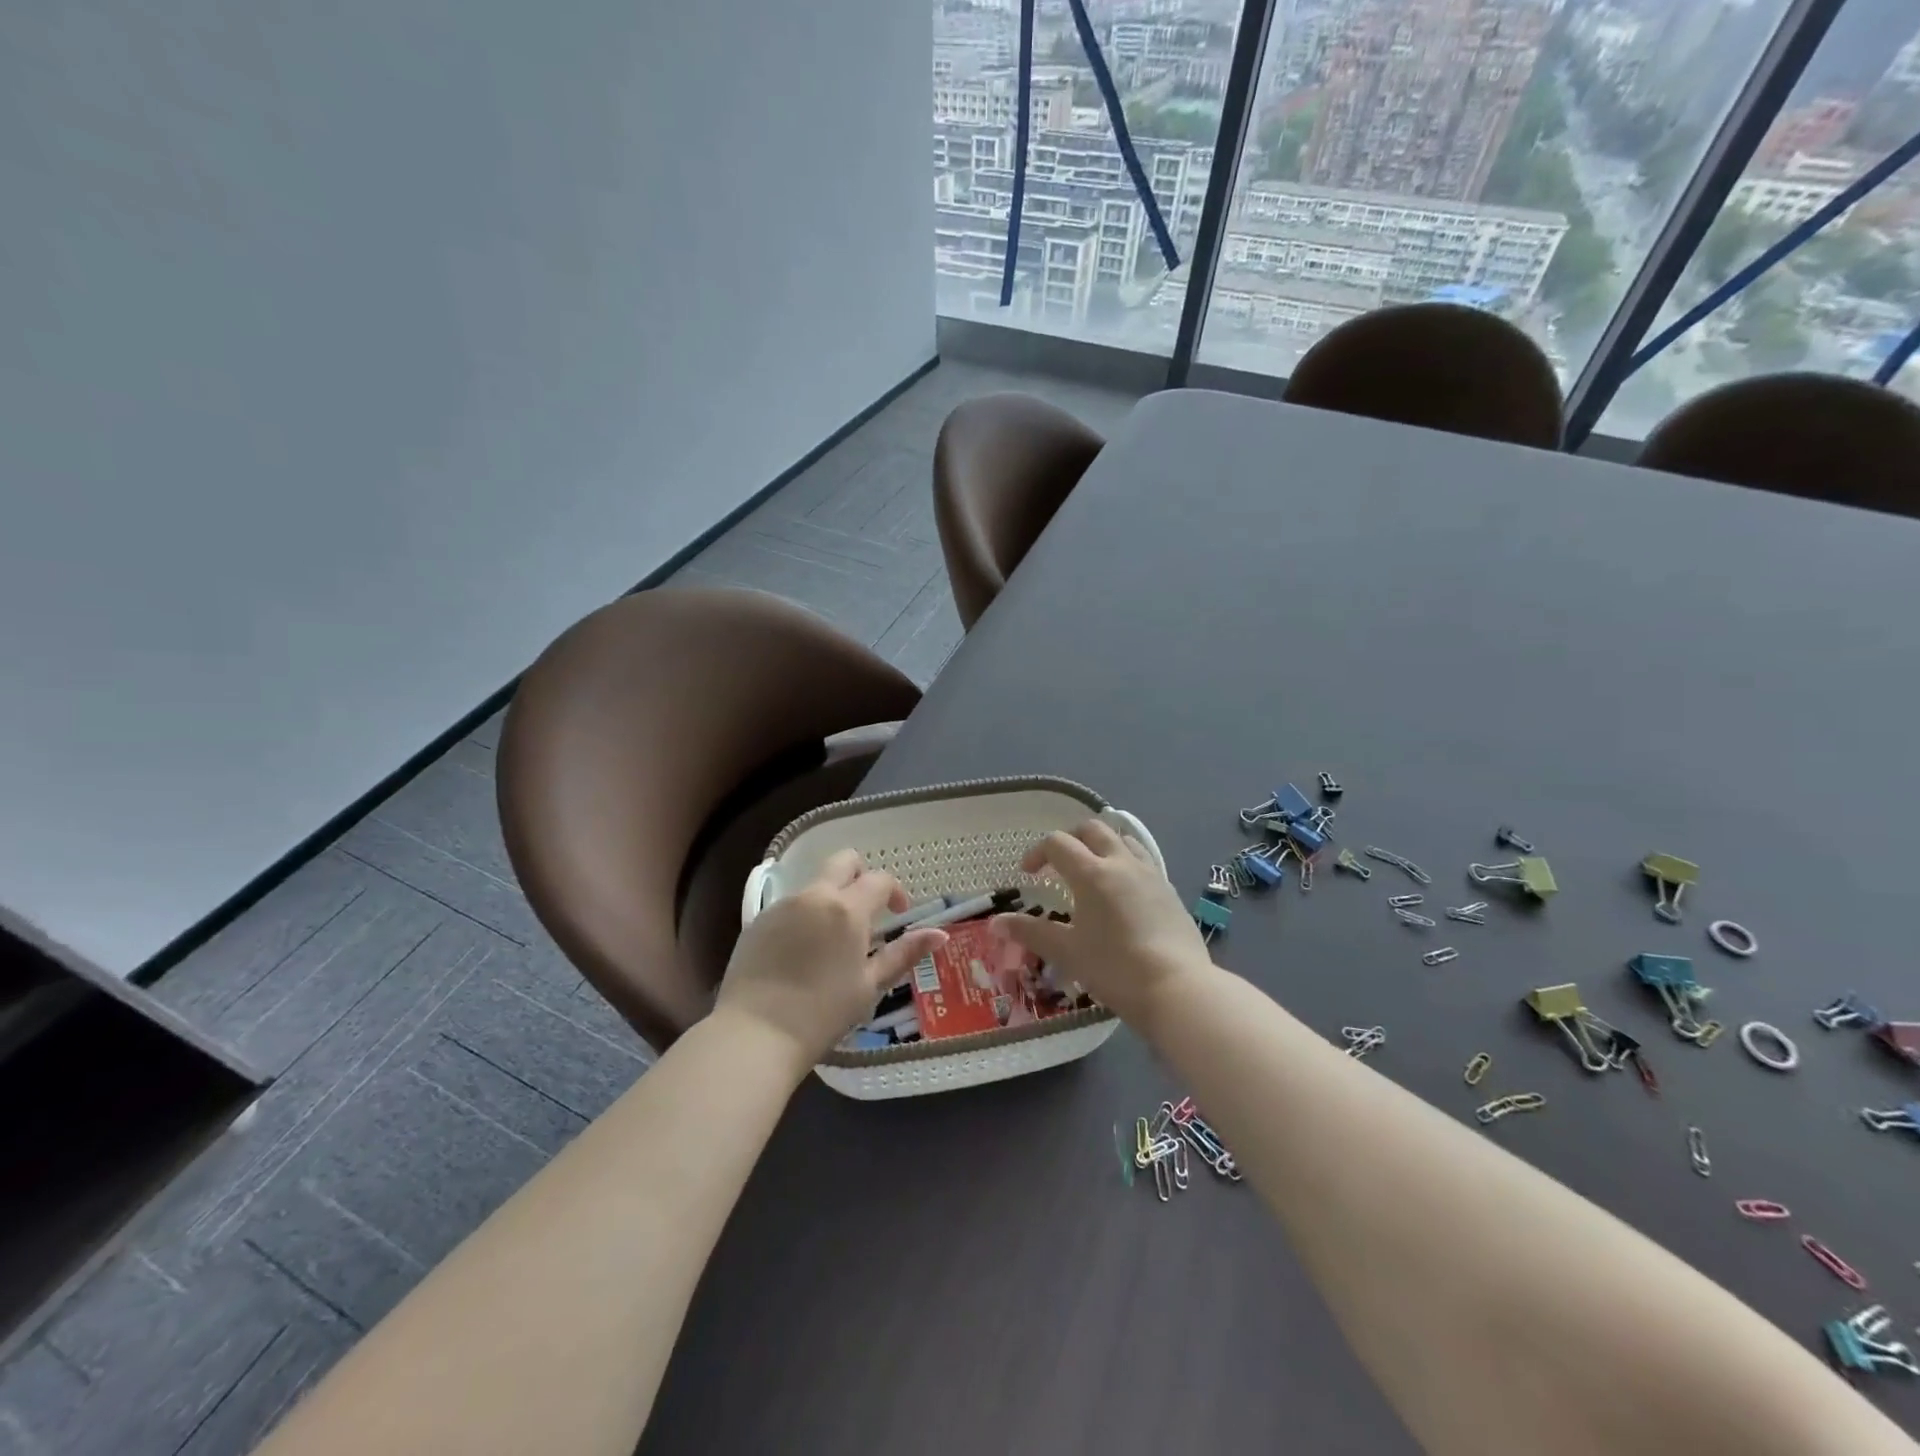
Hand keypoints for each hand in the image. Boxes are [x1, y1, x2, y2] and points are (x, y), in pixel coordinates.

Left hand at [713, 849, 945, 1069]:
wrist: (754, 1034)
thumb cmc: (821, 1014)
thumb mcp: (869, 986)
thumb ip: (903, 954)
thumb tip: (940, 934)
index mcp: (847, 909)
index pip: (879, 879)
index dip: (895, 891)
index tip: (899, 914)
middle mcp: (814, 896)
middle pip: (843, 861)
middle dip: (861, 874)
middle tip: (868, 908)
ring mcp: (782, 906)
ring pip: (815, 884)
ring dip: (831, 898)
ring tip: (833, 941)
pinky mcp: (757, 922)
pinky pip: (790, 906)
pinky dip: (805, 916)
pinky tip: (802, 954)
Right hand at [990, 819, 1210, 1026]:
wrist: (1177, 989)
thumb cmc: (1114, 968)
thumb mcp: (1066, 952)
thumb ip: (1030, 932)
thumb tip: (996, 922)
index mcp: (1092, 873)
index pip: (1057, 843)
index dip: (1037, 853)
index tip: (1029, 874)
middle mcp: (1122, 863)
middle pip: (1092, 830)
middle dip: (1070, 839)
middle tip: (1058, 863)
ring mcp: (1151, 874)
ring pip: (1123, 840)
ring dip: (1102, 845)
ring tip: (1093, 870)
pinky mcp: (1170, 891)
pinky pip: (1144, 862)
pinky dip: (1126, 864)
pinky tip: (1123, 894)